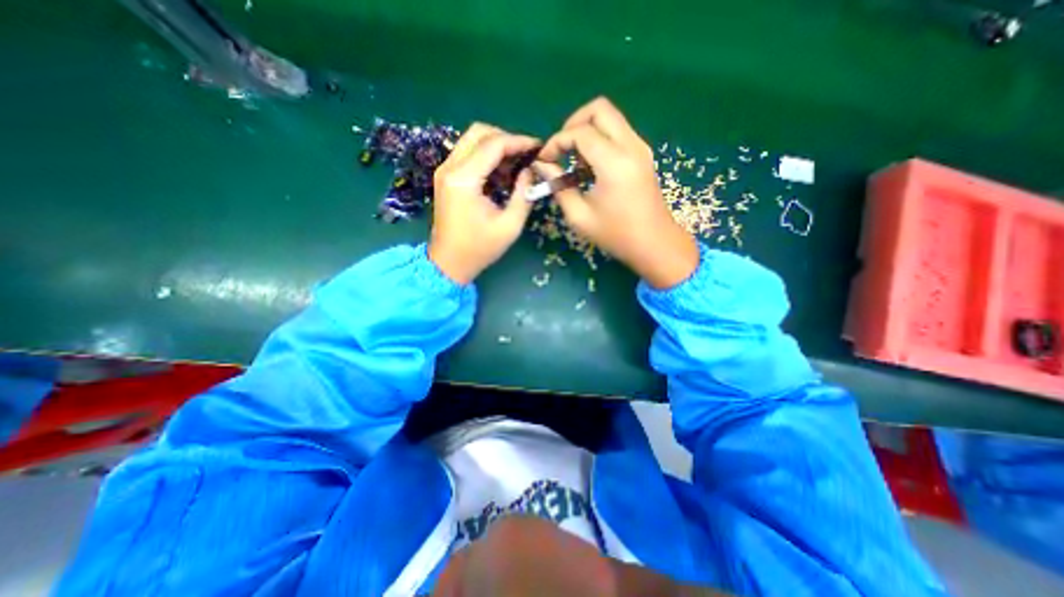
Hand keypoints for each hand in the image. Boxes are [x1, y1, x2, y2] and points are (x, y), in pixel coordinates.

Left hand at [428, 122, 541, 283]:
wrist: (450, 262)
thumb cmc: (480, 248)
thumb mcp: (510, 225)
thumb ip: (524, 194)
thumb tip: (530, 170)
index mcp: (464, 179)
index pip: (493, 144)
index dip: (519, 142)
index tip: (538, 148)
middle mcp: (450, 168)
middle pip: (479, 132)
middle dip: (506, 139)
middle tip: (526, 155)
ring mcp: (445, 171)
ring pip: (472, 140)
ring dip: (496, 147)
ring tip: (516, 166)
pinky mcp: (446, 177)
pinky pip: (468, 154)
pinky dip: (486, 157)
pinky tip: (501, 175)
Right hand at [541, 97, 698, 287]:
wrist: (654, 244)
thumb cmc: (616, 235)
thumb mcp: (580, 216)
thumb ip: (558, 186)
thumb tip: (542, 165)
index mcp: (614, 163)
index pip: (580, 132)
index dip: (557, 141)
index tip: (545, 160)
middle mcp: (631, 146)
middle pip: (599, 109)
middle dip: (573, 124)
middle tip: (561, 150)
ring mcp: (640, 148)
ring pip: (610, 118)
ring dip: (587, 132)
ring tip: (575, 163)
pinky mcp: (643, 154)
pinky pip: (618, 132)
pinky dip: (600, 140)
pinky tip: (591, 168)